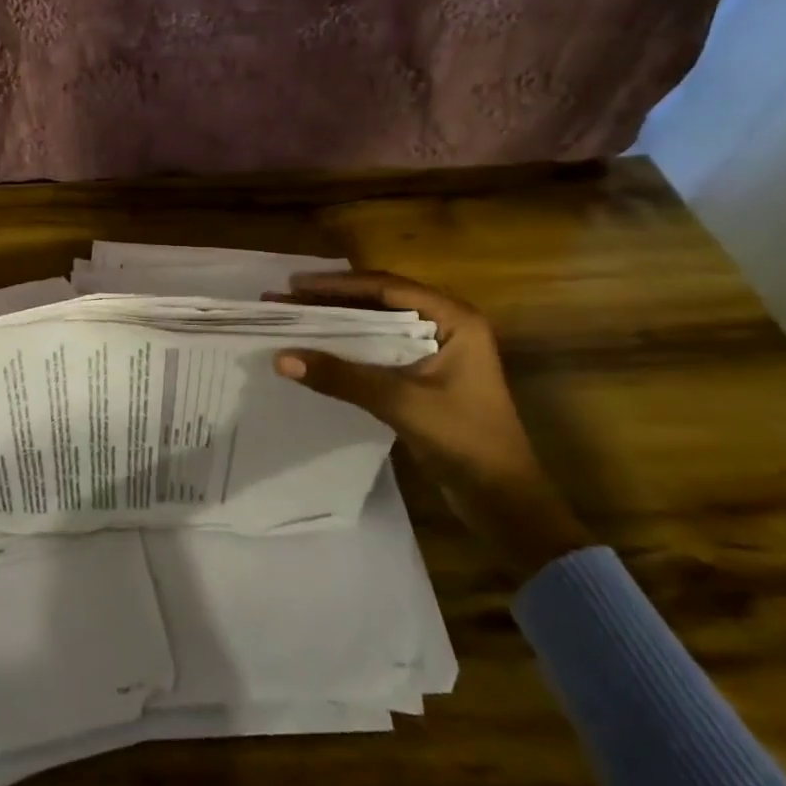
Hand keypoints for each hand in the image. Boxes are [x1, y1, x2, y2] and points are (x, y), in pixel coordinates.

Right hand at [270, 271, 590, 582]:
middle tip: (284, 299)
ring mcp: (436, 351)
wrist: (504, 500)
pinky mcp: (425, 376)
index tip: (294, 286)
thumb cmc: (465, 440)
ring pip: (376, 325)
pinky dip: (348, 347)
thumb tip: (281, 358)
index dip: (337, 284)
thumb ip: (342, 377)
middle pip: (378, 301)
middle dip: (330, 300)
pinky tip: (318, 349)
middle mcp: (446, 325)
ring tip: (292, 319)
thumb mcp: (400, 402)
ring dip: (336, 322)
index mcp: (453, 318)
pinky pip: (379, 349)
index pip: (386, 287)